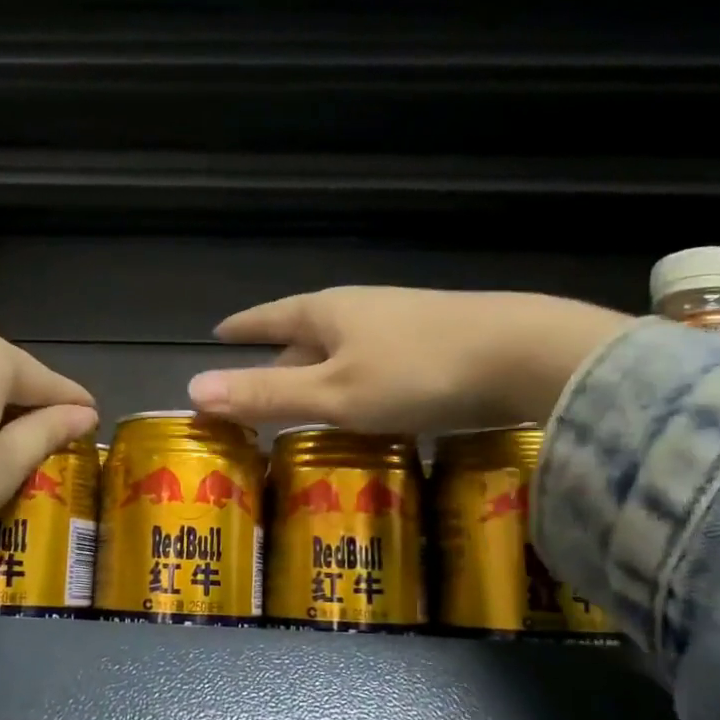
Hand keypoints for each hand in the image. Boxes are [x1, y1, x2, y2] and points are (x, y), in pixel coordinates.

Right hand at [186, 288, 632, 432]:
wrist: (526, 355)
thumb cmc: (416, 373)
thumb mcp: (333, 394)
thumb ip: (267, 394)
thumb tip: (194, 390)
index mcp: (329, 313)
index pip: (272, 317)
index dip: (244, 328)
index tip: (219, 333)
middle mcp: (363, 310)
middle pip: (308, 336)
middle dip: (281, 361)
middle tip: (257, 392)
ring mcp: (405, 325)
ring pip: (347, 352)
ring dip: (322, 376)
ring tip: (307, 407)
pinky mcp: (439, 346)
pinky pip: (379, 366)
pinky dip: (359, 386)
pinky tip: (368, 409)